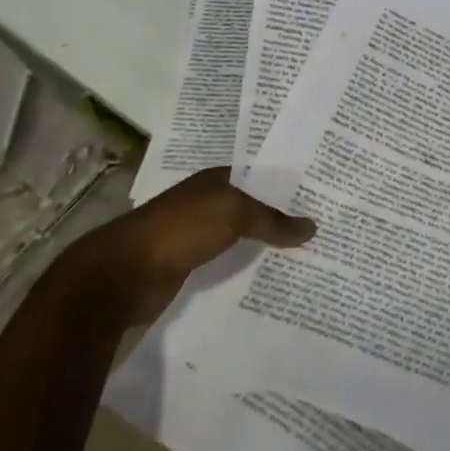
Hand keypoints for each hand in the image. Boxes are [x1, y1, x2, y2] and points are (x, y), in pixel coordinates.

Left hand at [64, 167, 314, 322]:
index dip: (290, 182)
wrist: (122, 275)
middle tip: (327, 224)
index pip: (262, 174)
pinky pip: (230, 262)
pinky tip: (275, 275)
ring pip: (244, 235)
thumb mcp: (232, 214)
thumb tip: (312, 227)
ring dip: (269, 243)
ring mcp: (199, 235)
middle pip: (256, 206)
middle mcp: (209, 202)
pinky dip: (250, 266)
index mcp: (216, 180)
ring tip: (311, 252)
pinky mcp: (192, 266)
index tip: (325, 192)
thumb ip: (272, 220)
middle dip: (285, 214)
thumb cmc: (179, 229)